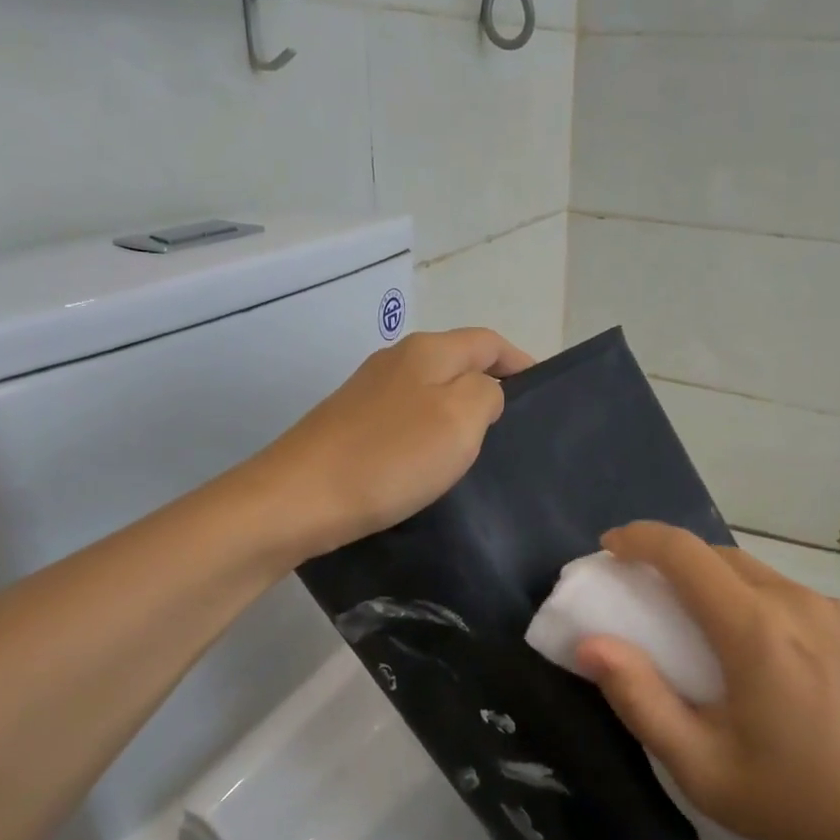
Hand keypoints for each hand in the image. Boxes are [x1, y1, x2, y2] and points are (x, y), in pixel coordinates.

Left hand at [248, 327, 533, 561]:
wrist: (298, 499)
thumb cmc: (390, 457)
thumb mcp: (461, 419)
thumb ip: (486, 394)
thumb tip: (482, 392)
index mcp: (428, 350)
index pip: (488, 341)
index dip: (519, 362)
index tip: (541, 396)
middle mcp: (396, 359)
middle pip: (458, 362)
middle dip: (489, 387)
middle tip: (513, 430)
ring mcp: (368, 391)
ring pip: (431, 391)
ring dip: (458, 412)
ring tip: (477, 451)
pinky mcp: (349, 423)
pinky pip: (405, 418)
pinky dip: (428, 433)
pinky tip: (429, 465)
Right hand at [574, 523, 839, 839]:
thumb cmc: (798, 800)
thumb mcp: (703, 767)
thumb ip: (641, 699)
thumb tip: (591, 646)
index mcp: (753, 629)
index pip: (684, 552)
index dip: (639, 538)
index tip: (611, 548)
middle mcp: (795, 601)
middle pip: (719, 556)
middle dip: (674, 563)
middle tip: (648, 597)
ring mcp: (834, 608)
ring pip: (758, 574)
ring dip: (718, 585)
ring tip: (707, 633)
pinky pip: (792, 596)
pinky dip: (759, 604)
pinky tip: (768, 656)